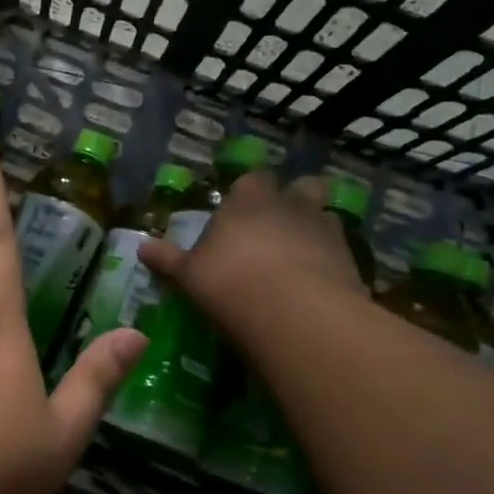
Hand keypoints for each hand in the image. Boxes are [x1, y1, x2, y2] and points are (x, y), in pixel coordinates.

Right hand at [139, 172, 367, 338]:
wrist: (295, 314)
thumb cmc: (230, 283)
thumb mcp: (188, 275)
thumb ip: (168, 259)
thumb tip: (141, 246)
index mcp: (249, 201)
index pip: (252, 179)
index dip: (248, 191)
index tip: (240, 207)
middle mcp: (291, 206)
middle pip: (304, 187)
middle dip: (297, 198)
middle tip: (282, 222)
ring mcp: (326, 231)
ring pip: (327, 217)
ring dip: (317, 229)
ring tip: (304, 254)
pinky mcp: (352, 262)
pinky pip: (342, 253)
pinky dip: (332, 263)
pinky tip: (319, 284)